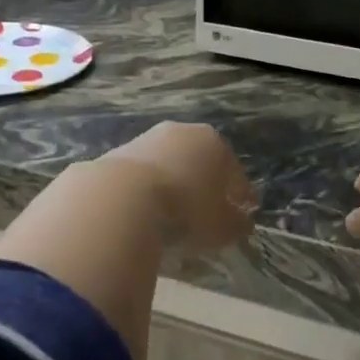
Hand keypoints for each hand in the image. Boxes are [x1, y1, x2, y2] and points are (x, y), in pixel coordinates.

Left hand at [101, 122, 256, 251]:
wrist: (121, 198)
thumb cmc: (186, 210)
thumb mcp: (221, 226)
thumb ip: (236, 224)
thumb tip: (242, 222)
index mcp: (214, 143)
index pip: (234, 171)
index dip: (241, 194)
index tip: (243, 212)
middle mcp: (181, 132)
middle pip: (200, 162)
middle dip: (206, 184)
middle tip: (208, 211)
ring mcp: (146, 139)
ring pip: (169, 165)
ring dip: (174, 185)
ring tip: (174, 213)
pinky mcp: (116, 153)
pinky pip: (142, 176)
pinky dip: (148, 190)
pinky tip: (146, 211)